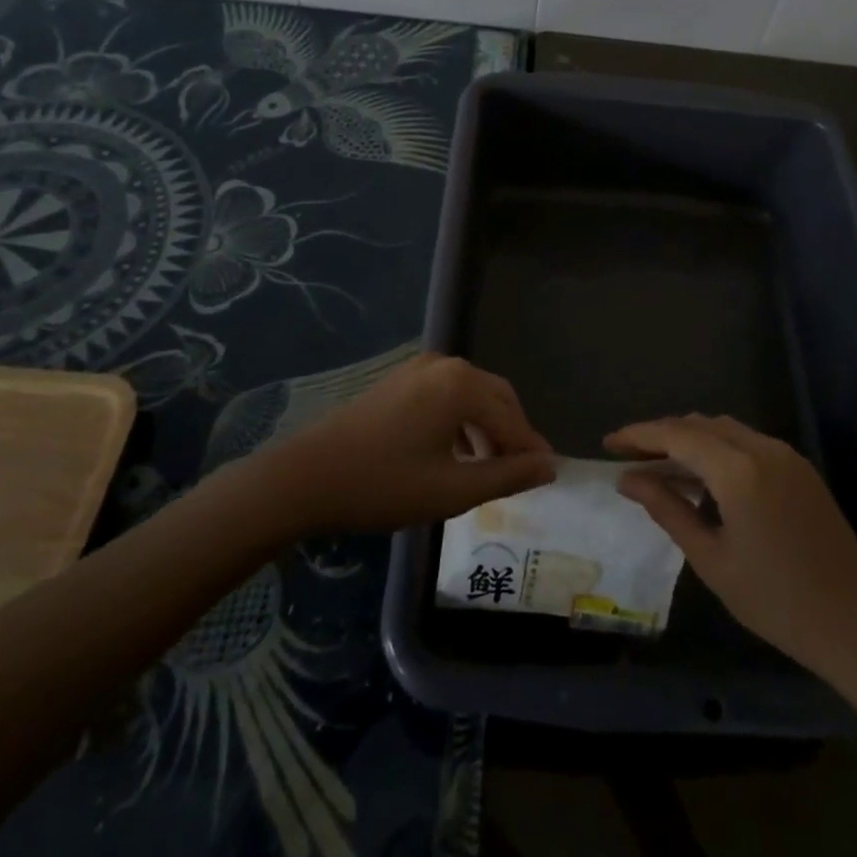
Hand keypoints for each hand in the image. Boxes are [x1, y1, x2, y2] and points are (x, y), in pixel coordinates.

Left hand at [274, 353, 554, 533]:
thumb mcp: (452, 490)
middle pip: (497, 396)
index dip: (532, 449)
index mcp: (462, 386)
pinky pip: (448, 394)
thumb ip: (507, 477)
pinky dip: (463, 419)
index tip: (549, 476)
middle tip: (523, 471)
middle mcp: (446, 366)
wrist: (307, 477)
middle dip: (512, 433)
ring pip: (472, 394)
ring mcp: (420, 369)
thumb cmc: (384, 485)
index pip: (512, 419)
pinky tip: (457, 451)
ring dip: (488, 426)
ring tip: (491, 466)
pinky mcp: (400, 380)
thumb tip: (549, 466)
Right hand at [606, 414, 856, 679]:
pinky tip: (702, 478)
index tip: (608, 444)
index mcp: (738, 470)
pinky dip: (717, 449)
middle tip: (629, 457)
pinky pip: (747, 443)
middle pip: (700, 424)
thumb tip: (627, 479)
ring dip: (690, 439)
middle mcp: (762, 448)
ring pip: (725, 429)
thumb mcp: (711, 559)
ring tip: (659, 466)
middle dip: (662, 434)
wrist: (856, 625)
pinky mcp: (800, 469)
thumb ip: (667, 510)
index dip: (639, 435)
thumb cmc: (776, 601)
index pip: (677, 434)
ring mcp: (785, 455)